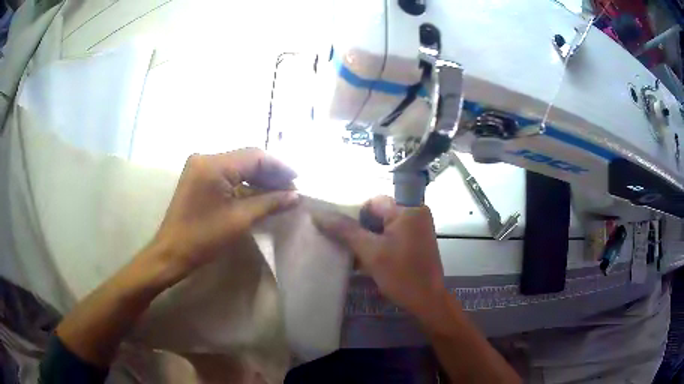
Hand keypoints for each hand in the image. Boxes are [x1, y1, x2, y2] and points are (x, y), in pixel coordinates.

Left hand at [147, 148, 298, 286]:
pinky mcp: (198, 176)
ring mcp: (200, 166)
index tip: (297, 180)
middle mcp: (206, 157)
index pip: (254, 156)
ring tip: (279, 193)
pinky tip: (259, 193)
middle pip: (246, 159)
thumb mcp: (240, 220)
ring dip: (258, 178)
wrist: (172, 252)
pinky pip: (227, 173)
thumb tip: (296, 196)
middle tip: (291, 189)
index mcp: (214, 165)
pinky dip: (244, 183)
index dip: (279, 167)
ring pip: (238, 166)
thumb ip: (269, 203)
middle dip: (270, 173)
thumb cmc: (204, 238)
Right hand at [314, 196, 445, 320]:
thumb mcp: (370, 252)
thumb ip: (345, 230)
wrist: (428, 301)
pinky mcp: (417, 241)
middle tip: (348, 247)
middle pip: (378, 213)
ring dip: (369, 239)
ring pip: (384, 226)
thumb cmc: (402, 275)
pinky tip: (368, 261)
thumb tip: (318, 214)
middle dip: (361, 230)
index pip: (372, 202)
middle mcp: (416, 212)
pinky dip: (380, 245)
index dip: (355, 217)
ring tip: (356, 256)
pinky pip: (392, 236)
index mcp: (408, 209)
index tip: (345, 237)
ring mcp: (418, 228)